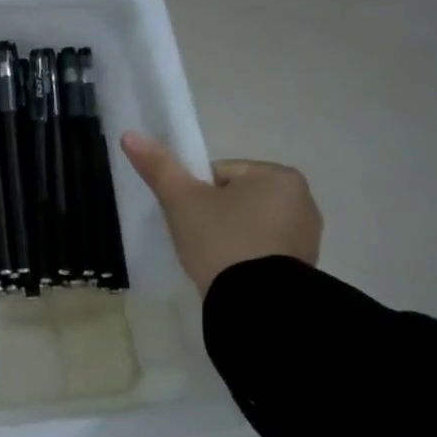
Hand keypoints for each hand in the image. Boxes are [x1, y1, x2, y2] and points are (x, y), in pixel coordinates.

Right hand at [119, 132, 321, 296]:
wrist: (256, 301)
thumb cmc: (220, 240)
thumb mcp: (182, 201)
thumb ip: (159, 167)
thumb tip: (130, 135)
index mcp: (277, 174)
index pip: (219, 173)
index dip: (194, 194)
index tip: (187, 218)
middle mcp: (301, 198)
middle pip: (236, 198)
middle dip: (214, 215)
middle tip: (196, 240)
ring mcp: (306, 233)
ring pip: (250, 223)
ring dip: (230, 235)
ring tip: (212, 259)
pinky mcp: (304, 264)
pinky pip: (264, 248)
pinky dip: (246, 255)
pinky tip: (231, 272)